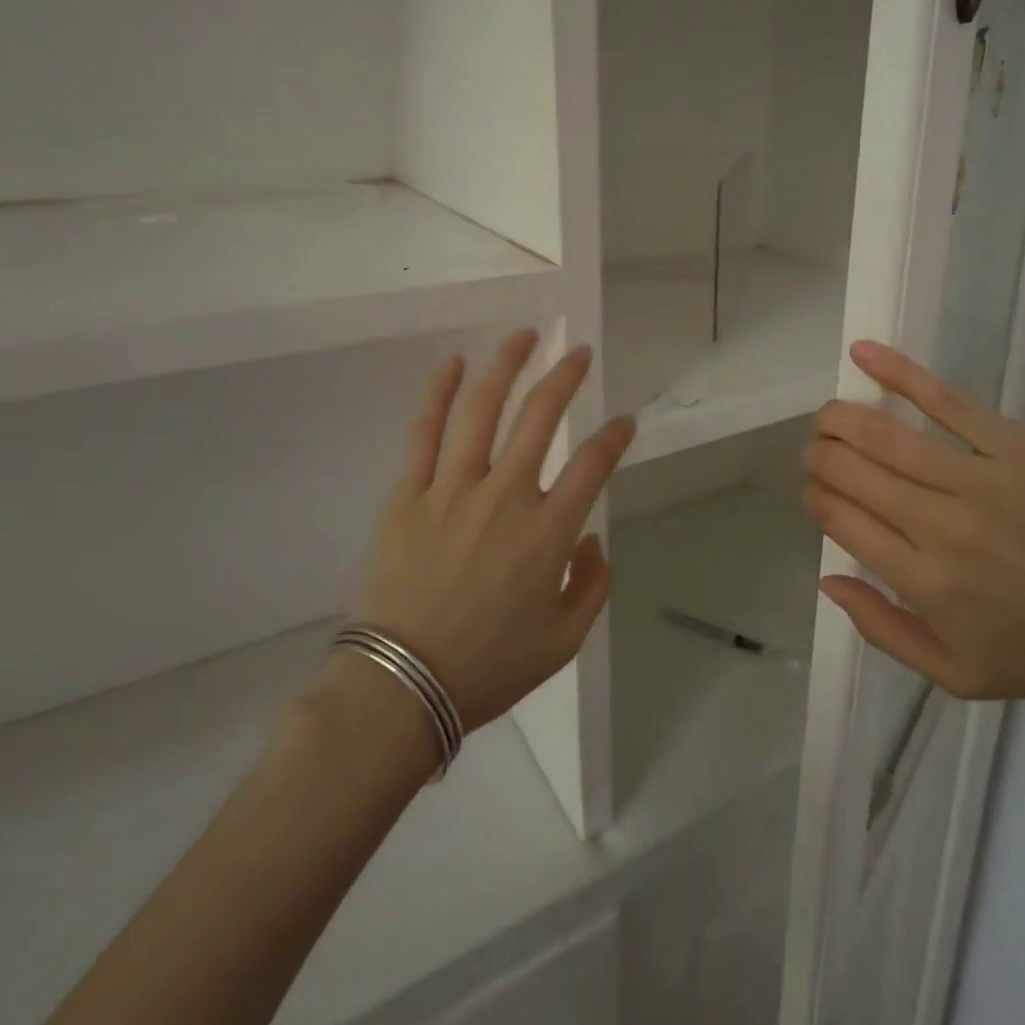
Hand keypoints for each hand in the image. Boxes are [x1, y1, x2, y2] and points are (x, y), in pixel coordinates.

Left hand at [331, 330, 635, 731]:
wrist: (400, 688)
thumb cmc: (488, 667)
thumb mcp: (563, 640)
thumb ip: (592, 585)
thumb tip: (589, 541)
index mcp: (548, 531)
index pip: (593, 464)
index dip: (615, 437)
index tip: (624, 422)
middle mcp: (505, 496)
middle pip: (540, 417)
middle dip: (565, 377)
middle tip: (578, 352)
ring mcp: (452, 490)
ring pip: (483, 410)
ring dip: (506, 366)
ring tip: (524, 336)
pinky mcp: (408, 495)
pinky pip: (423, 433)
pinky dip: (439, 393)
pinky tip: (454, 364)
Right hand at [802, 340, 1024, 701]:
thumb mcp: (954, 674)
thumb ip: (882, 629)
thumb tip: (826, 579)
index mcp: (924, 582)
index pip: (840, 518)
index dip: (815, 497)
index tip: (818, 494)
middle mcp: (941, 526)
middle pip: (851, 471)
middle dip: (819, 456)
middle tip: (818, 454)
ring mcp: (979, 479)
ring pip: (884, 434)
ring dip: (840, 418)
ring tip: (827, 416)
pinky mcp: (1014, 445)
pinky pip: (946, 400)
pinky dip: (898, 373)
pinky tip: (862, 353)